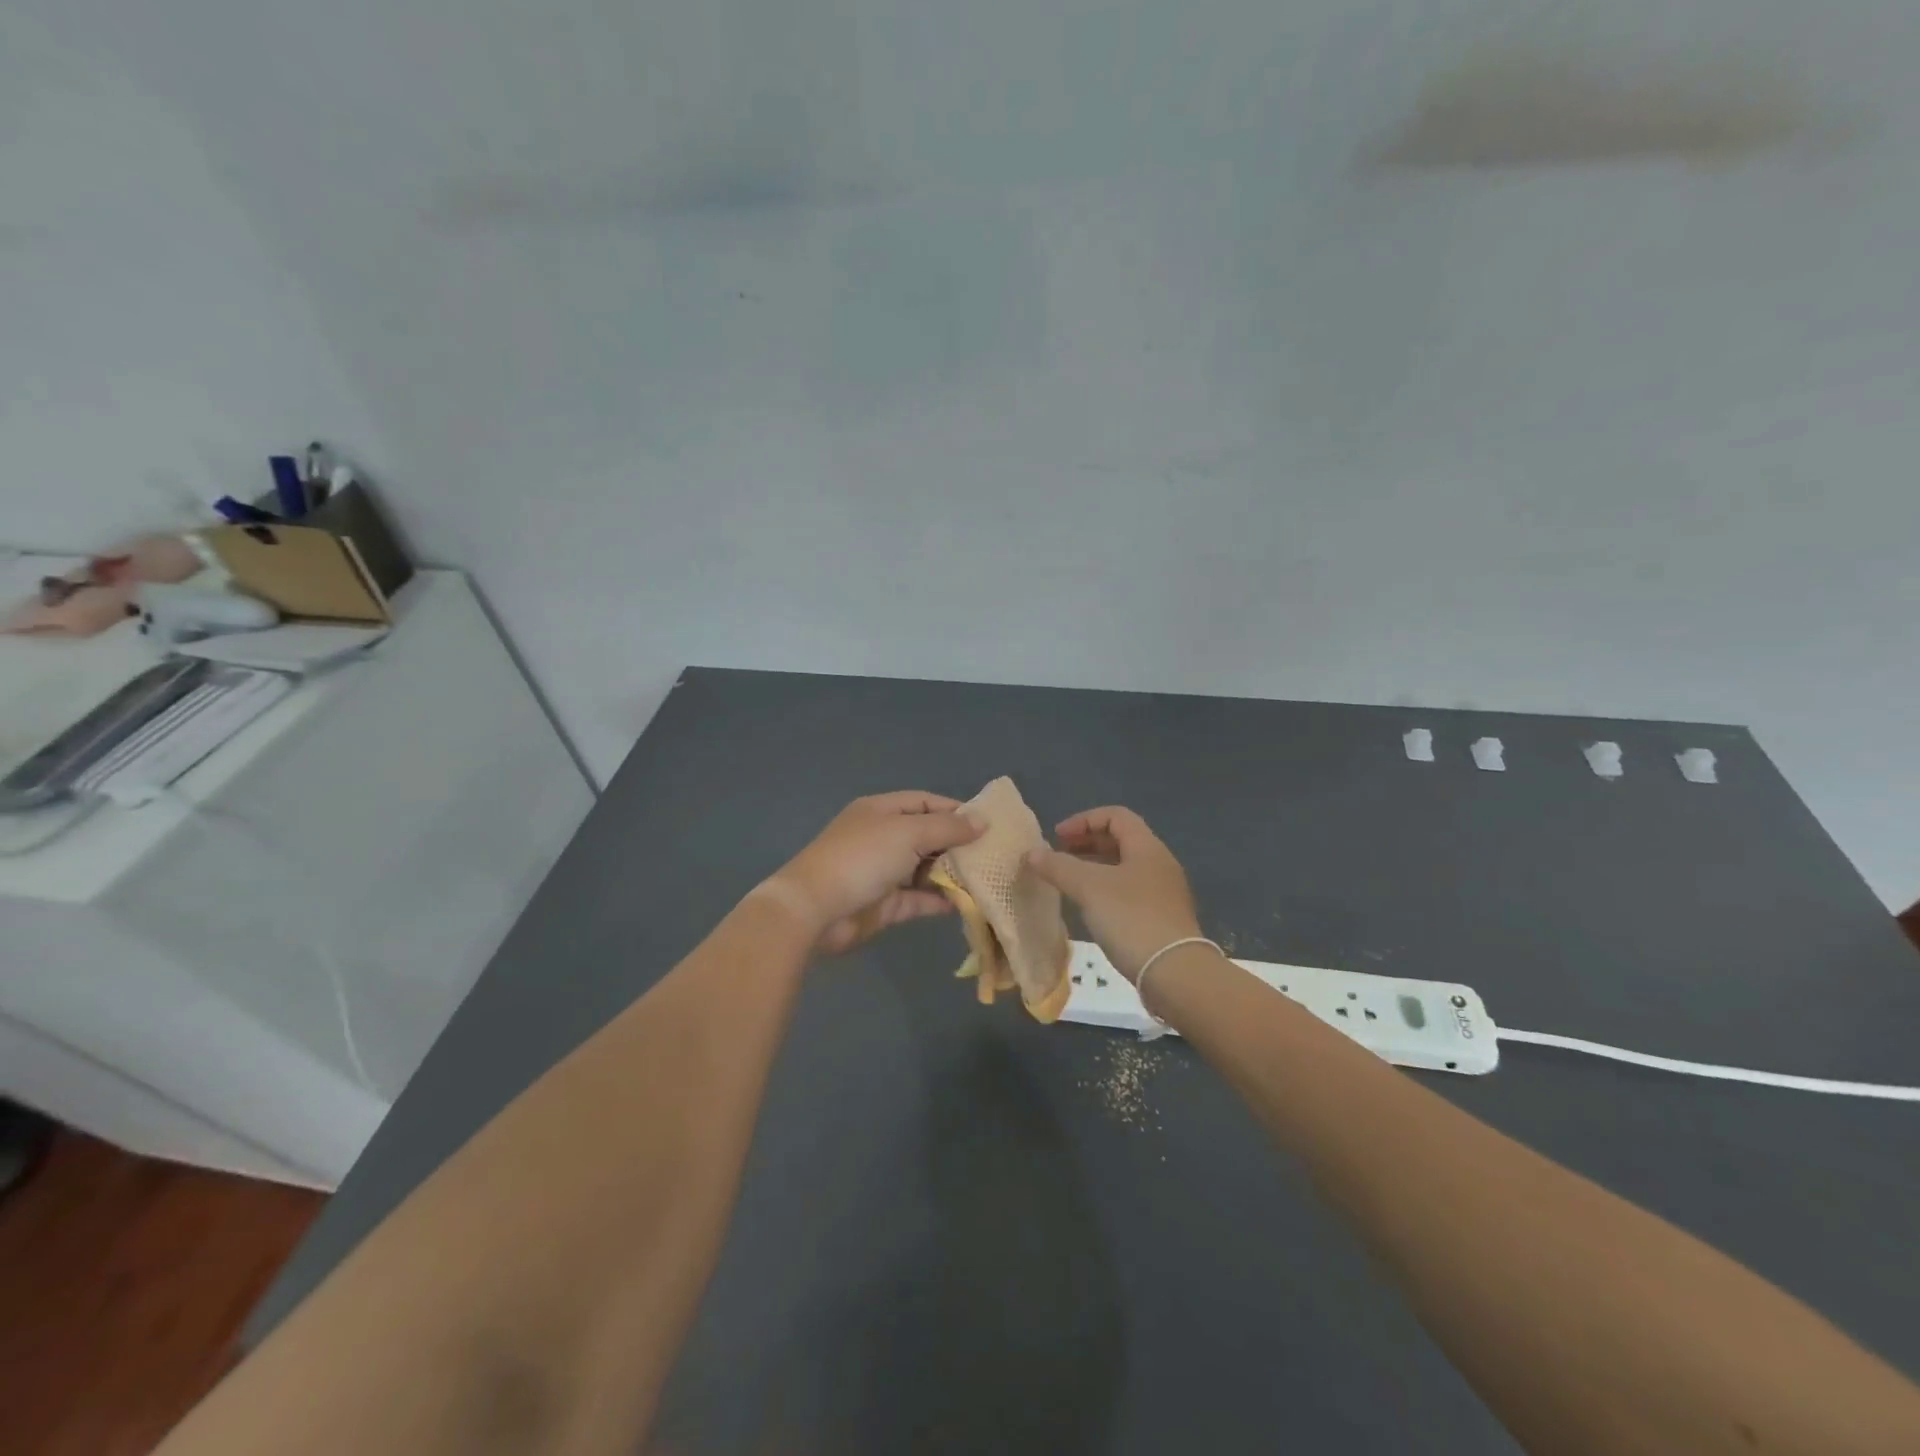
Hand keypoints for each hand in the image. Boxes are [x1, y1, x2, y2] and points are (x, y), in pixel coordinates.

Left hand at [761, 792, 983, 955]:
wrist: (815, 910)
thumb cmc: (862, 858)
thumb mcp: (908, 833)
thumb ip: (948, 828)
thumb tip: (982, 822)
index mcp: (882, 811)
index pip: (925, 802)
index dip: (955, 810)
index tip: (987, 824)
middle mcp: (882, 838)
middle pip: (927, 835)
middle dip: (958, 844)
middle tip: (994, 855)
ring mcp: (882, 872)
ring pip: (925, 869)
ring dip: (952, 874)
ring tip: (986, 879)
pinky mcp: (884, 904)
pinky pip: (918, 898)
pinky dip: (939, 900)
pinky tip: (966, 903)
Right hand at [1026, 806, 1202, 982]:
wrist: (1175, 973)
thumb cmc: (1132, 919)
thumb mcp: (1089, 887)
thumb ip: (1058, 866)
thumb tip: (1032, 853)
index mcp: (1147, 847)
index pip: (1116, 815)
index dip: (1083, 820)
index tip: (1057, 838)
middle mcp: (1158, 863)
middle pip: (1120, 840)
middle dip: (1086, 843)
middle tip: (1058, 857)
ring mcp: (1162, 892)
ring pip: (1123, 867)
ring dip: (1093, 868)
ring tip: (1067, 882)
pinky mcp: (1161, 918)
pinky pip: (1128, 891)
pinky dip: (1104, 890)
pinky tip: (1088, 908)